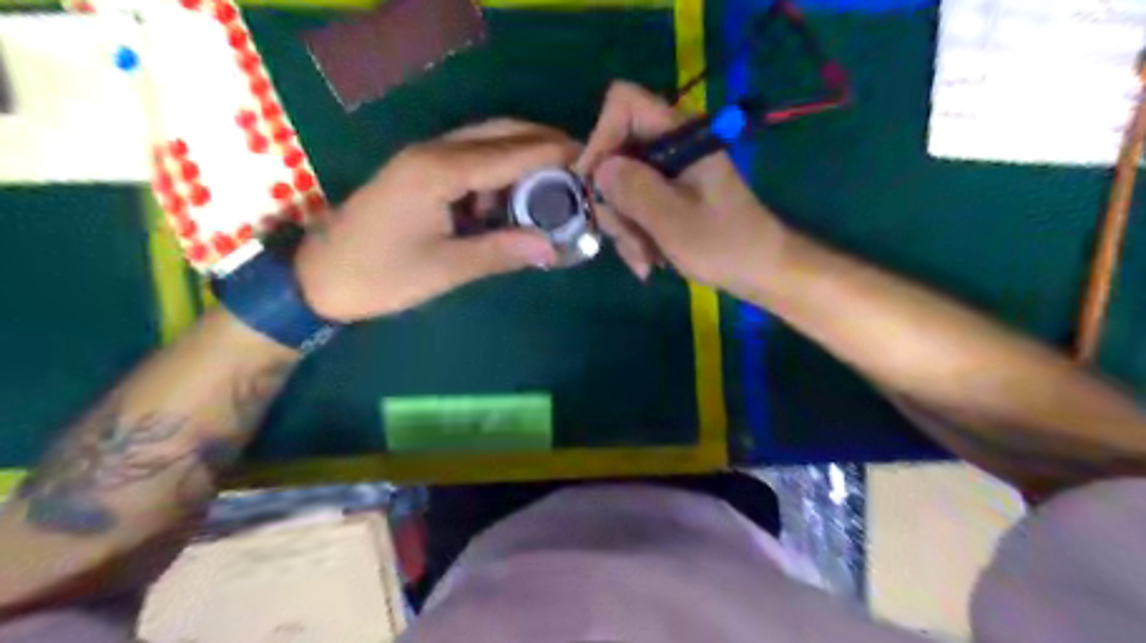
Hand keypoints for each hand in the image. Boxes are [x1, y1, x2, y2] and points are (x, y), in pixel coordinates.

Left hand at [298, 121, 578, 322]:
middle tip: (581, 167)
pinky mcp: (421, 174)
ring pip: (486, 144)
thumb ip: (500, 252)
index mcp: (439, 171)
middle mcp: (434, 152)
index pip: (510, 152)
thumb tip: (552, 248)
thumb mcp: (445, 269)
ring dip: (522, 159)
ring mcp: (425, 159)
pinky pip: (471, 163)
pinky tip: (515, 201)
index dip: (553, 154)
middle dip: (543, 144)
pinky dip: (499, 175)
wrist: (319, 278)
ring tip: (557, 186)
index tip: (591, 159)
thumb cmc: (380, 275)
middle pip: (500, 132)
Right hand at [573, 80, 788, 290]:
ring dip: (624, 228)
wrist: (758, 270)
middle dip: (614, 203)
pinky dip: (634, 235)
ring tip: (645, 260)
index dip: (601, 137)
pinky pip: (632, 207)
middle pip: (614, 154)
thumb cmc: (724, 244)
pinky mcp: (665, 194)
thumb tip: (596, 169)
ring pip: (619, 187)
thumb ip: (634, 190)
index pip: (624, 104)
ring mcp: (666, 172)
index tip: (593, 183)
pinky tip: (648, 261)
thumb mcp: (674, 221)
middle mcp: (669, 146)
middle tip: (626, 239)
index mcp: (680, 135)